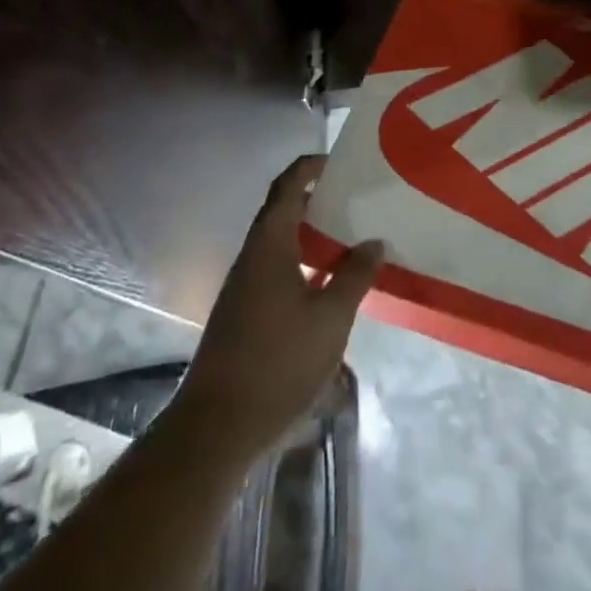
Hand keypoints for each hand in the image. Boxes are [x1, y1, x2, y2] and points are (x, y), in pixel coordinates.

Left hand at [173, 155, 384, 466]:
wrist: (215, 429)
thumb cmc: (278, 361)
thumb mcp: (331, 317)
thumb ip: (355, 276)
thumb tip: (375, 242)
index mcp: (269, 245)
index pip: (287, 186)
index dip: (310, 167)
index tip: (339, 160)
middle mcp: (252, 257)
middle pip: (283, 212)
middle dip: (316, 200)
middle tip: (354, 198)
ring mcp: (244, 288)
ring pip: (280, 244)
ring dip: (311, 235)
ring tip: (350, 236)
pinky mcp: (243, 315)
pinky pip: (276, 270)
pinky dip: (303, 263)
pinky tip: (328, 284)